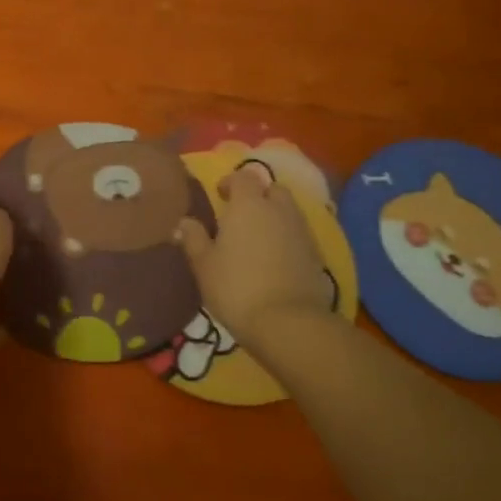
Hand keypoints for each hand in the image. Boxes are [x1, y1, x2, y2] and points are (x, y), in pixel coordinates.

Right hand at [176, 172, 332, 347]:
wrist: (289, 323)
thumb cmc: (237, 288)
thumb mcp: (204, 265)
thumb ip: (193, 238)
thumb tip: (183, 221)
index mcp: (249, 205)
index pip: (244, 177)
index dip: (231, 182)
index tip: (220, 195)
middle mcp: (279, 210)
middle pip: (273, 190)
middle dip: (259, 196)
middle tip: (241, 216)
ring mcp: (302, 232)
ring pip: (289, 212)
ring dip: (274, 218)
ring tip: (257, 240)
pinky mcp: (317, 256)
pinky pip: (299, 236)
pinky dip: (287, 240)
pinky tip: (275, 261)